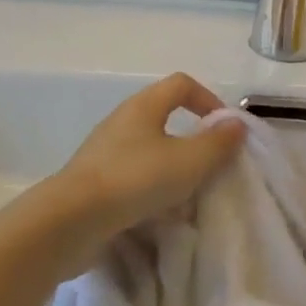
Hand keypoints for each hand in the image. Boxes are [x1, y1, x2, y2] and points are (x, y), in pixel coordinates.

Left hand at [54, 74, 245, 239]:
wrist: (69, 222)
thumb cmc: (135, 180)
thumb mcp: (189, 162)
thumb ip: (218, 142)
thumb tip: (236, 124)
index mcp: (144, 106)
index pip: (181, 84)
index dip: (208, 99)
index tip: (224, 128)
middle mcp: (122, 120)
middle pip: (163, 115)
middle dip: (191, 136)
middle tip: (209, 162)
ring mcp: (103, 151)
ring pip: (148, 147)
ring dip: (171, 164)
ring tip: (186, 192)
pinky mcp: (92, 181)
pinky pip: (131, 174)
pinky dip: (149, 186)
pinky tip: (158, 210)